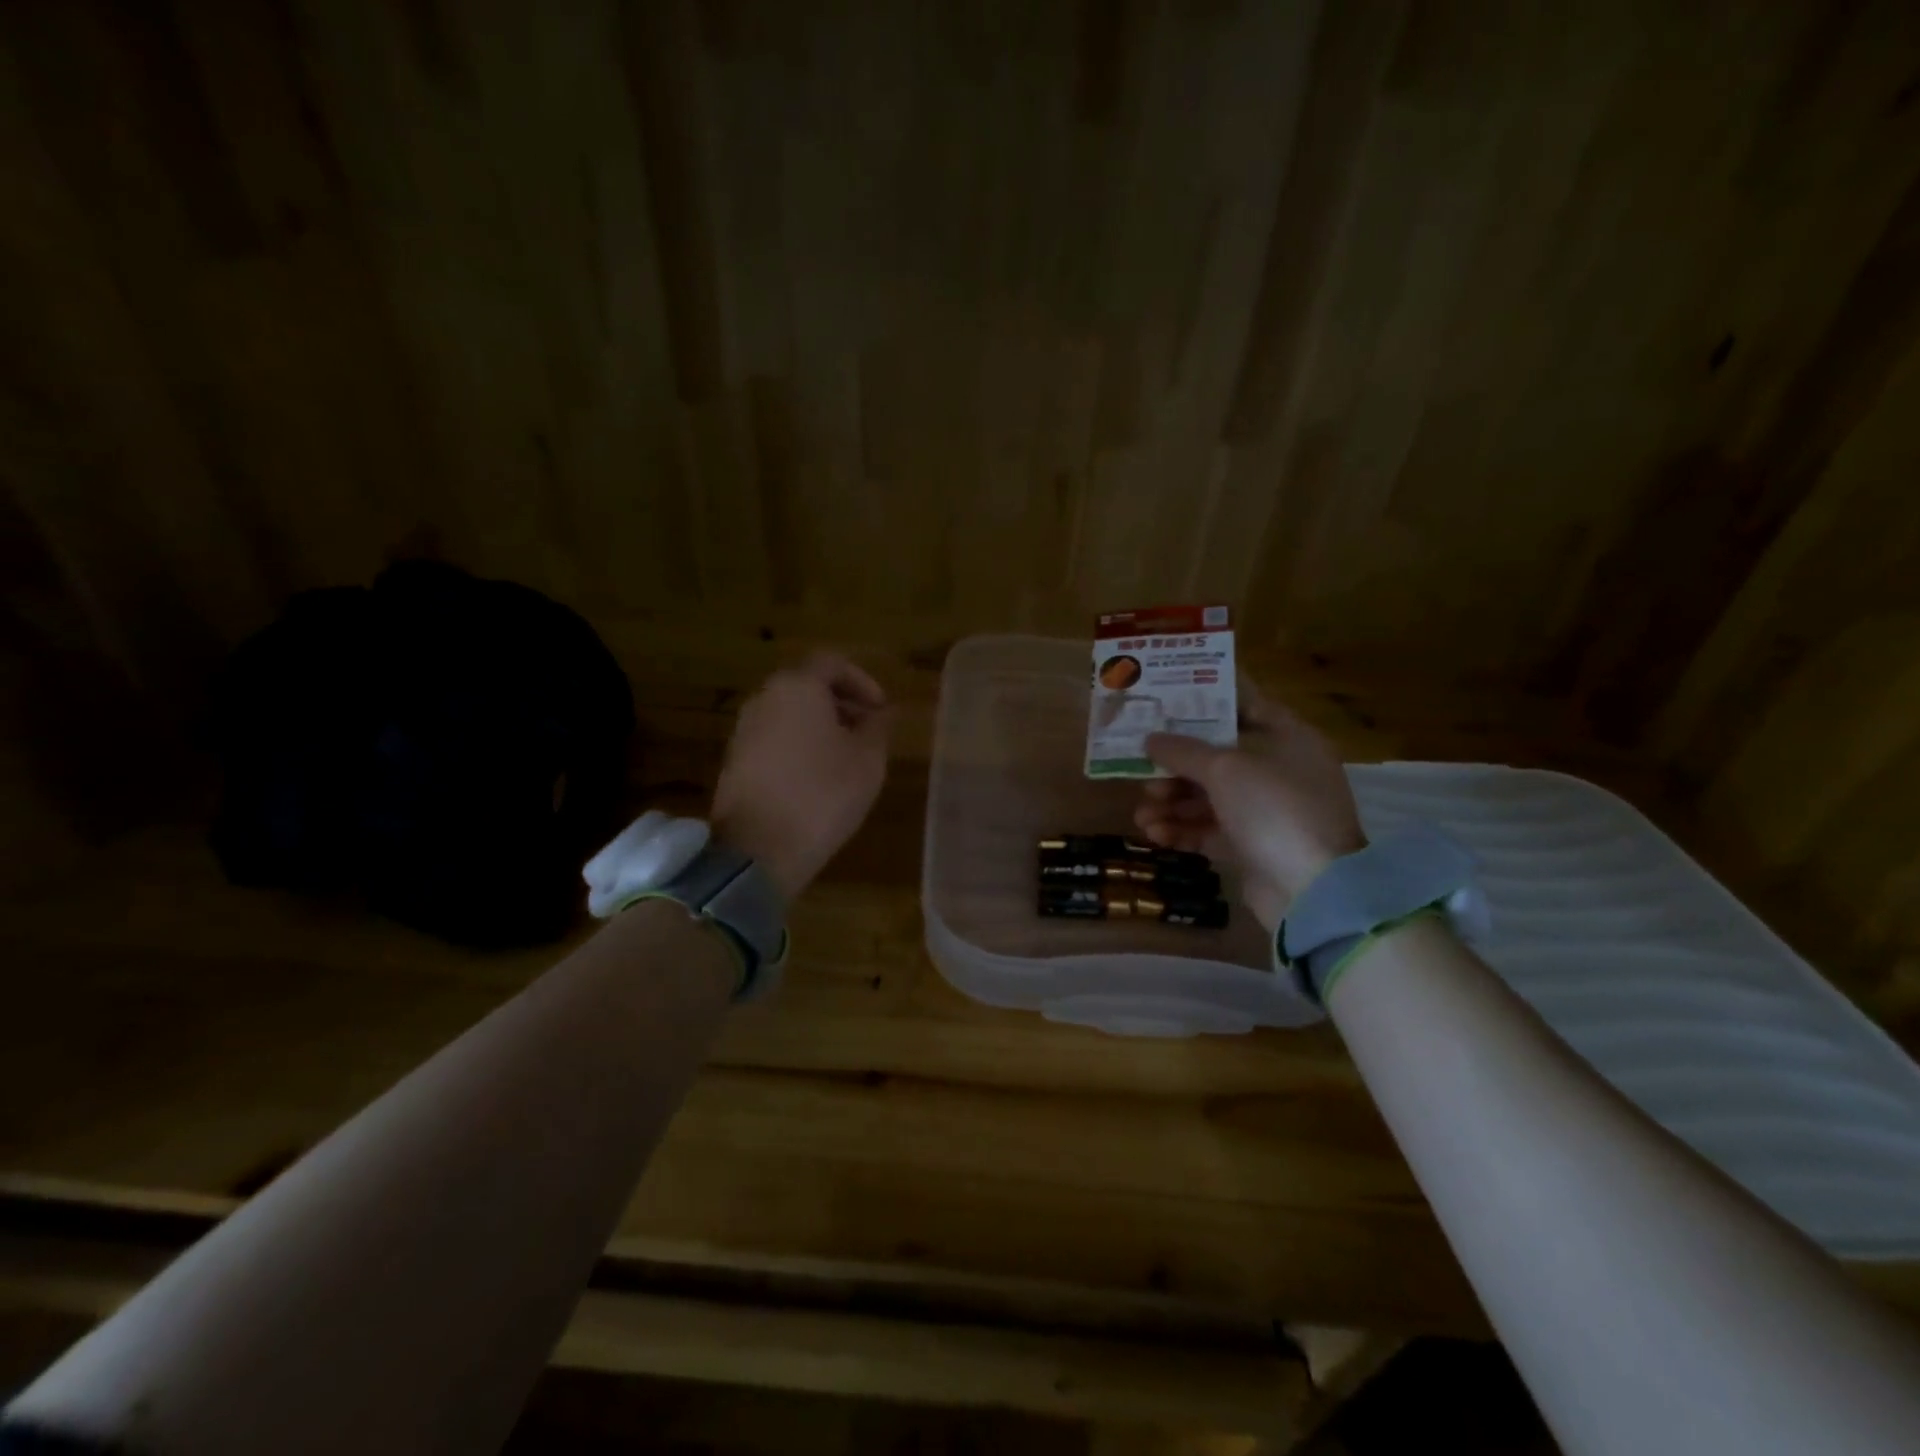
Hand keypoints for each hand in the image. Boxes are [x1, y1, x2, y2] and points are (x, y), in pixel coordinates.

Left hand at [711, 654, 891, 899]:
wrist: (758, 850)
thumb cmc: (822, 795)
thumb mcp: (867, 760)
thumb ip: (878, 727)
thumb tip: (881, 713)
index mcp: (797, 687)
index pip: (832, 663)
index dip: (862, 681)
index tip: (881, 709)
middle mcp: (764, 699)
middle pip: (807, 686)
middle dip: (841, 704)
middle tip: (868, 731)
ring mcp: (744, 730)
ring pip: (789, 713)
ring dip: (820, 726)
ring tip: (847, 758)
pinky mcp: (735, 761)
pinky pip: (774, 738)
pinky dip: (799, 745)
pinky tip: (818, 778)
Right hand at [1134, 686, 1364, 930]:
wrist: (1311, 890)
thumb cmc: (1273, 808)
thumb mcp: (1224, 768)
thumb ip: (1182, 750)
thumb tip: (1150, 740)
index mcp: (1288, 738)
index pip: (1244, 705)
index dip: (1204, 702)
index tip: (1164, 702)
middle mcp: (1280, 770)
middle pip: (1218, 757)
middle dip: (1175, 765)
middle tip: (1141, 771)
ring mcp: (1268, 811)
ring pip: (1210, 797)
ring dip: (1172, 802)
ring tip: (1142, 814)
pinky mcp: (1254, 847)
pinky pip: (1211, 830)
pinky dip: (1183, 830)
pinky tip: (1155, 834)